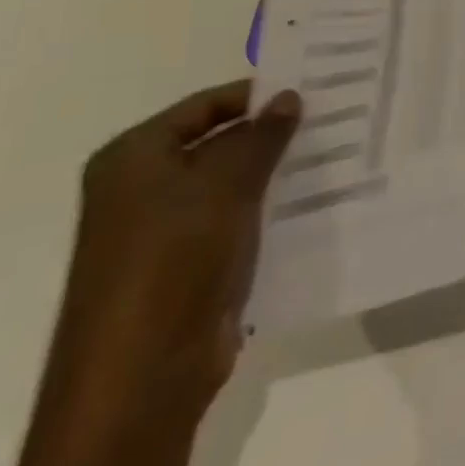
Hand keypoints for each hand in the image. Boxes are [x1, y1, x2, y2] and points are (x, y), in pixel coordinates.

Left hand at [52, 80, 300, 418]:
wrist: (140, 377)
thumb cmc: (172, 260)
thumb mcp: (225, 184)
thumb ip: (261, 136)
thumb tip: (289, 96)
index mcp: (133, 158)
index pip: (204, 105)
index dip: (254, 96)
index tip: (309, 88)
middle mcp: (140, 189)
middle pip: (216, 144)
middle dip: (269, 134)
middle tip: (329, 117)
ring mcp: (162, 232)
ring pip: (229, 185)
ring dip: (272, 172)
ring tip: (331, 153)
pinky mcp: (186, 268)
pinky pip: (233, 223)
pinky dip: (266, 210)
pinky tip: (312, 200)